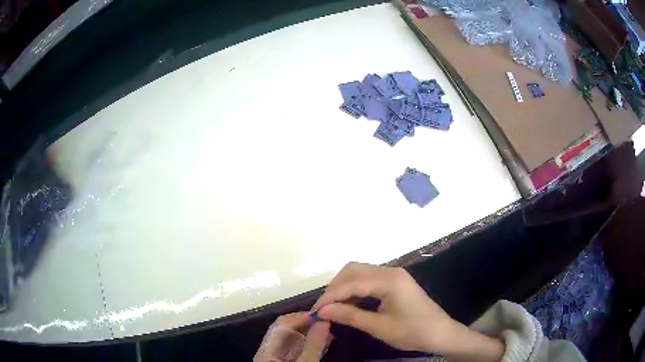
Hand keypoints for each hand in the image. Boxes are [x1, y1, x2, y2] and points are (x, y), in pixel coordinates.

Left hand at [254, 312, 330, 361]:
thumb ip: (313, 344)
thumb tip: (324, 321)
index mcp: (266, 350)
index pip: (281, 325)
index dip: (300, 317)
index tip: (321, 313)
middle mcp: (268, 351)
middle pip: (285, 330)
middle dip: (306, 324)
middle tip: (326, 320)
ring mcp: (276, 356)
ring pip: (291, 339)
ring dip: (309, 333)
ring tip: (326, 329)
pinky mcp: (285, 360)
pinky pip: (295, 348)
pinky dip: (308, 343)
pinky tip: (321, 341)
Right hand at [313, 263, 503, 360]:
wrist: (441, 333)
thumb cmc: (413, 332)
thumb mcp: (380, 327)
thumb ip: (350, 316)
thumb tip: (322, 311)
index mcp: (389, 280)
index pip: (351, 283)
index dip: (330, 296)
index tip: (315, 311)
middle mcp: (391, 271)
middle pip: (353, 270)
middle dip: (335, 288)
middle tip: (324, 308)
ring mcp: (394, 275)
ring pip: (360, 273)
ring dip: (343, 287)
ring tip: (333, 307)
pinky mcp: (395, 282)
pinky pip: (369, 279)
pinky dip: (355, 289)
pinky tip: (349, 303)